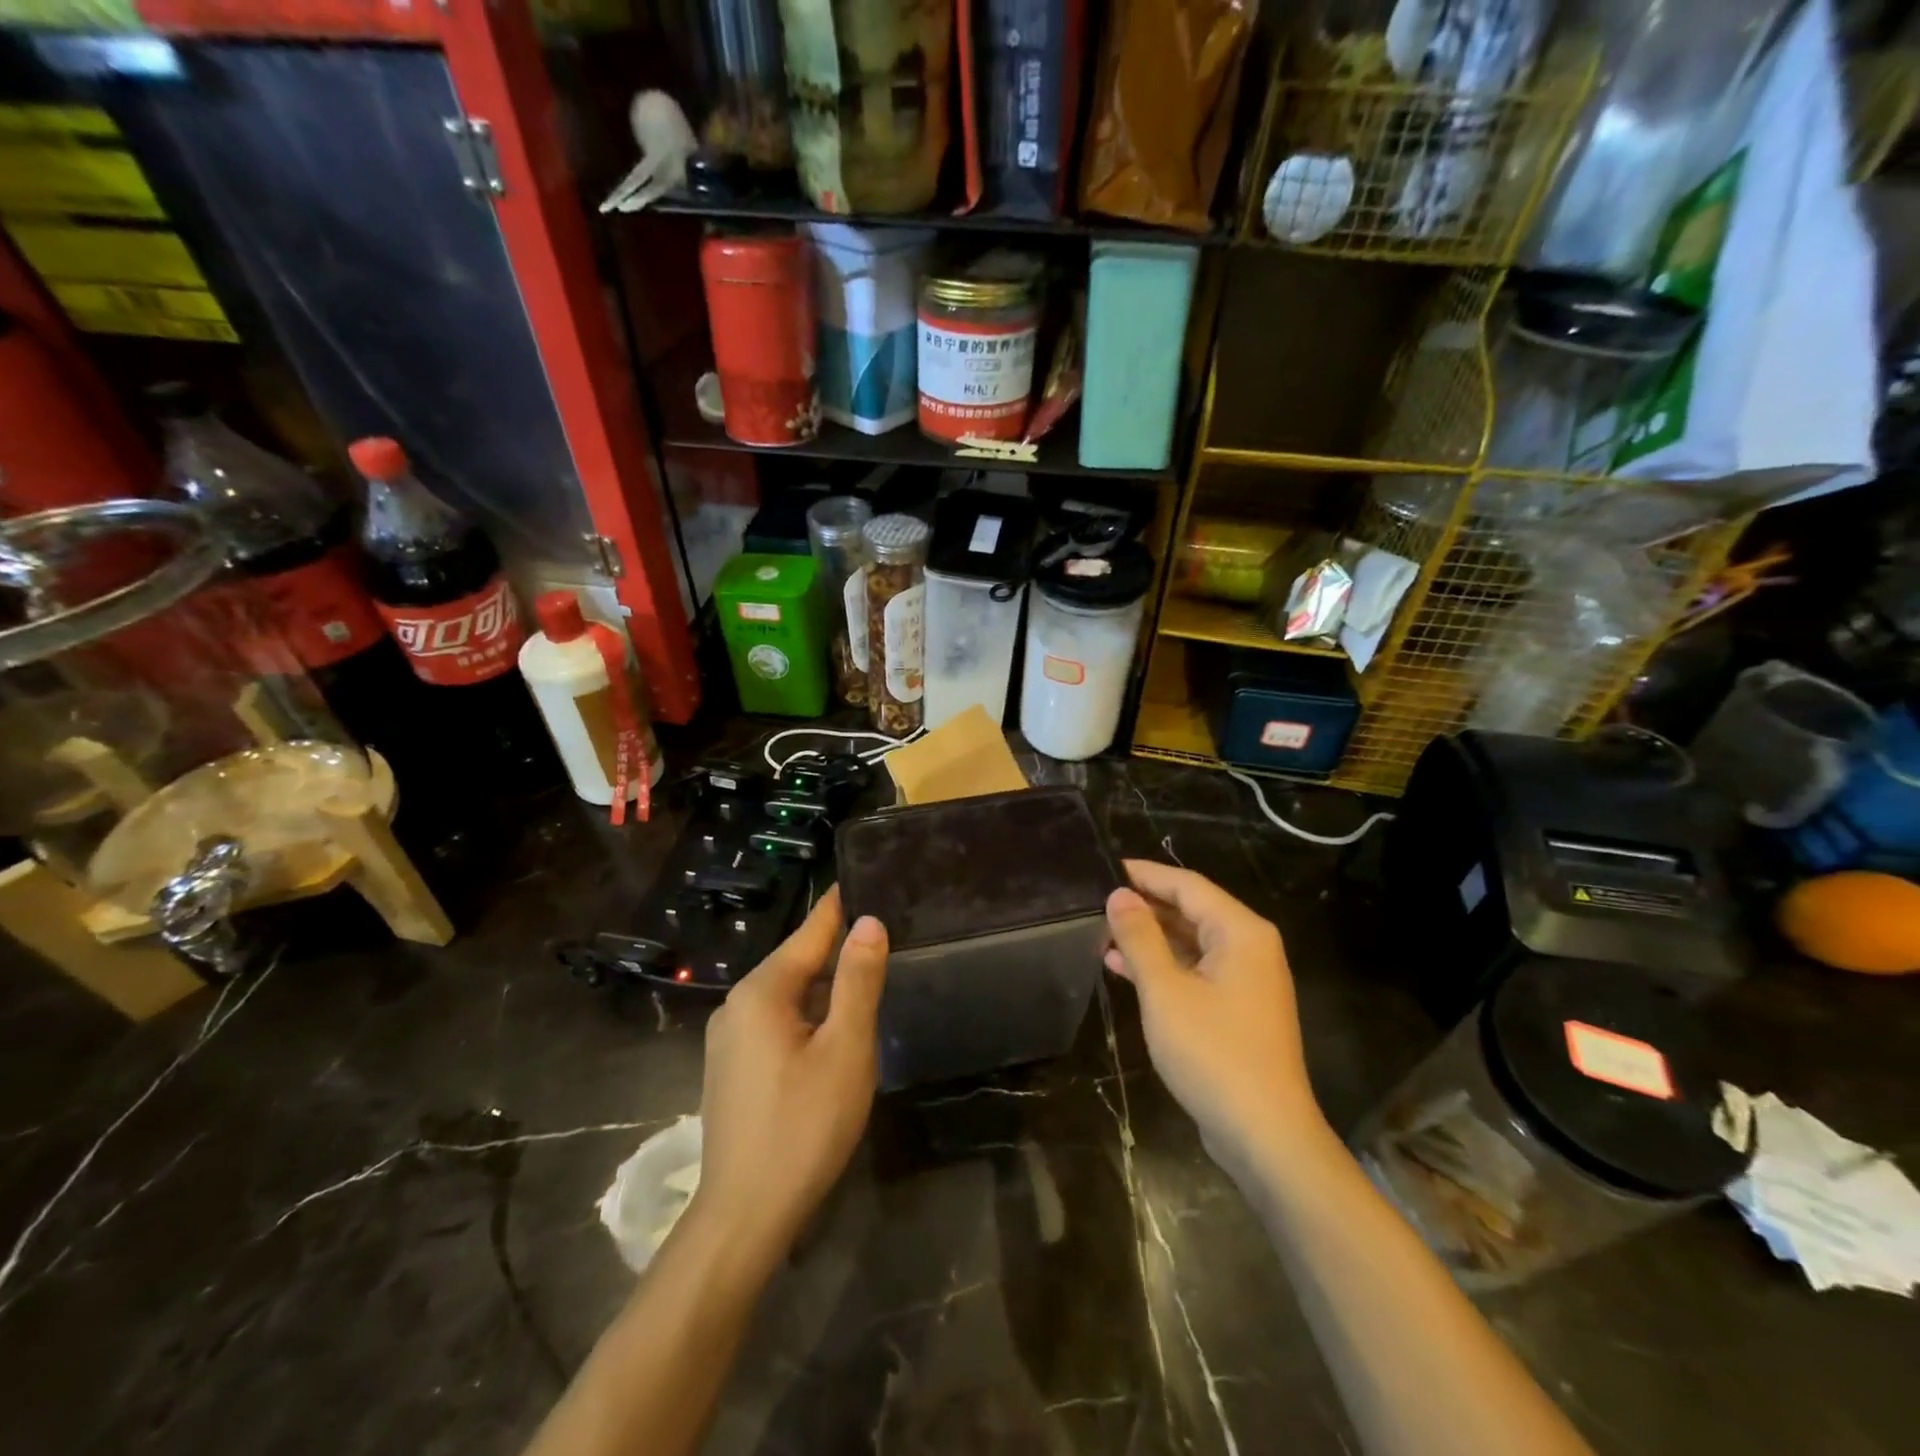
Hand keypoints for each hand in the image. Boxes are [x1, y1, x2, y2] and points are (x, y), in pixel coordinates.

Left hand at [692, 887, 887, 1262]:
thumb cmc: (804, 1125)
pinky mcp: (731, 1067)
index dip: (842, 905)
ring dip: (826, 985)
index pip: (811, 930)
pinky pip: (776, 1021)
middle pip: (798, 961)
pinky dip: (808, 1013)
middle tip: (884, 930)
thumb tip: (868, 920)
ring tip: (868, 972)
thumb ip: (858, 980)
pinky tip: (834, 1028)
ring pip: (788, 994)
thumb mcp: (846, 1048)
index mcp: (762, 991)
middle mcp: (737, 1004)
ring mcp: (728, 1038)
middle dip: (838, 947)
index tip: (870, 878)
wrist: (744, 1216)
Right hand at [1104, 860, 1326, 1176]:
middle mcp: (1249, 948)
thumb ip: (1140, 937)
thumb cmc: (1213, 1053)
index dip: (1145, 874)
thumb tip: (1119, 895)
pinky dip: (1162, 967)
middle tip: (1096, 901)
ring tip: (1101, 931)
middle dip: (1145, 906)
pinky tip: (1122, 968)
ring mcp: (1244, 981)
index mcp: (1240, 932)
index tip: (1105, 867)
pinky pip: (1194, 971)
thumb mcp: (1165, 990)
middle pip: (1191, 911)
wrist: (1264, 1135)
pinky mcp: (1236, 1010)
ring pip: (1190, 943)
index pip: (1187, 885)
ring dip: (1149, 938)